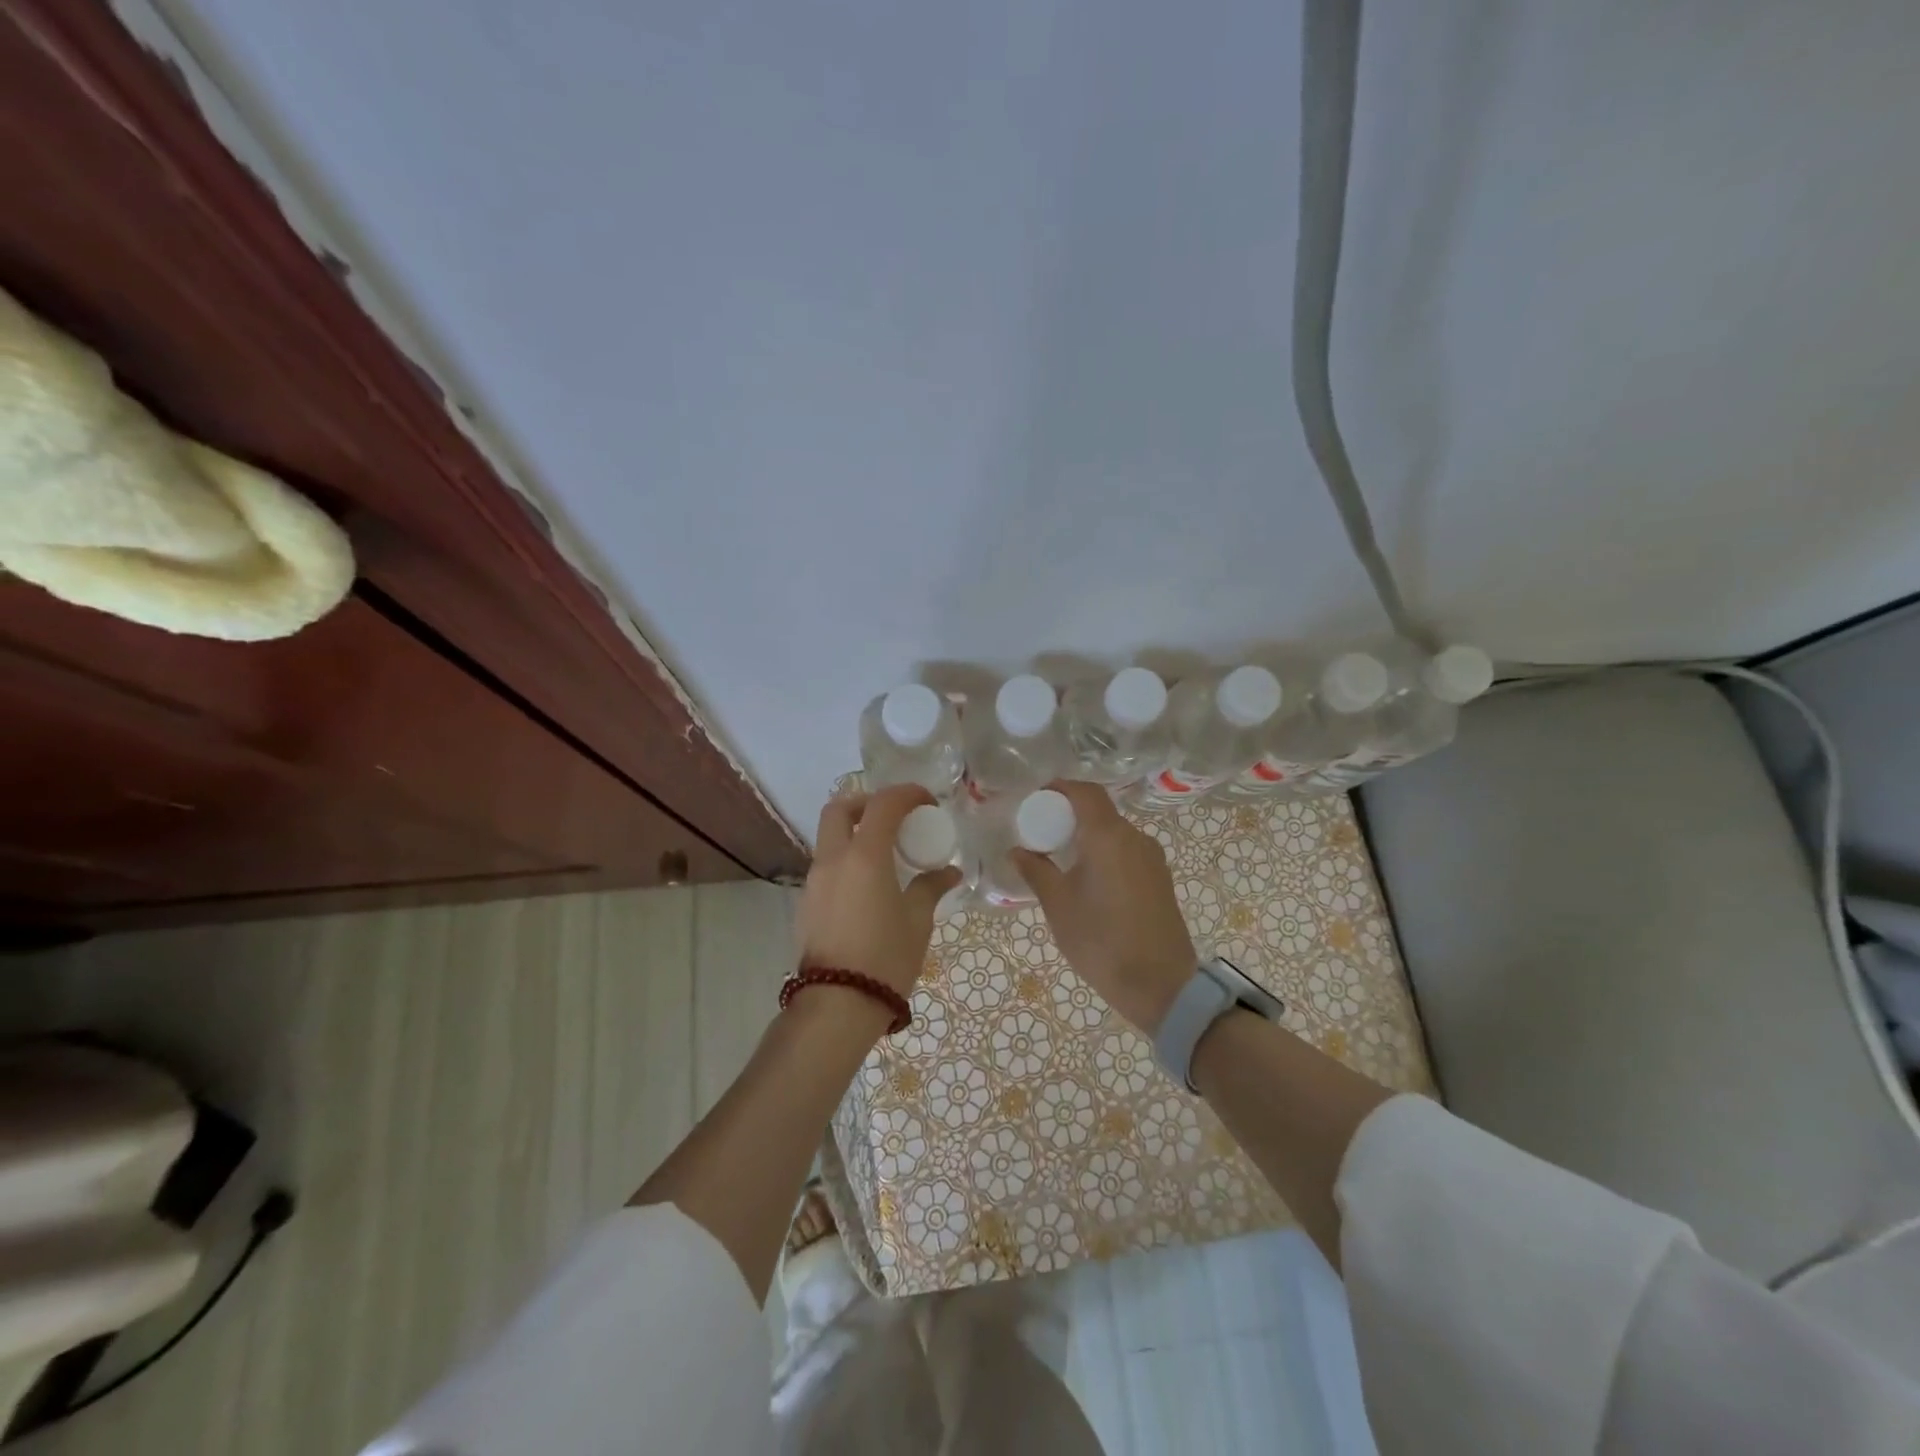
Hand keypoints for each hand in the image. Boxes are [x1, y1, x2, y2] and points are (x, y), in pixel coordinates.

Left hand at [798, 784, 962, 1001]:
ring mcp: (814, 881)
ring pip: (829, 838)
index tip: (927, 802)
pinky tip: (868, 887)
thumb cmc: (885, 957)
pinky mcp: (807, 903)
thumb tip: (948, 872)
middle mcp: (833, 860)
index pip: (883, 804)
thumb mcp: (917, 921)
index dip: (906, 794)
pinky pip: (826, 865)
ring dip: (855, 832)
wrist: (837, 1005)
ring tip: (885, 855)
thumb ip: (930, 888)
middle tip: (894, 817)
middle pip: (840, 809)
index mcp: (864, 856)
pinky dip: (847, 860)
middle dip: (867, 803)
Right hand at [1012, 781, 1196, 1031]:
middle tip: (1041, 834)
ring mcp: (1152, 858)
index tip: (1035, 800)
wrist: (1161, 985)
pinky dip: (1104, 853)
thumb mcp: (1059, 906)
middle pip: (1100, 811)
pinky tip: (1088, 880)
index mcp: (1108, 836)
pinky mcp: (1160, 879)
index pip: (1085, 792)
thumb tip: (1017, 850)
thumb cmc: (1101, 941)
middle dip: (1069, 815)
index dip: (1060, 788)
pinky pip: (1127, 852)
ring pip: (1114, 833)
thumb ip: (1036, 871)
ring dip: (1087, 836)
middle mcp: (1135, 837)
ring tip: (1061, 860)